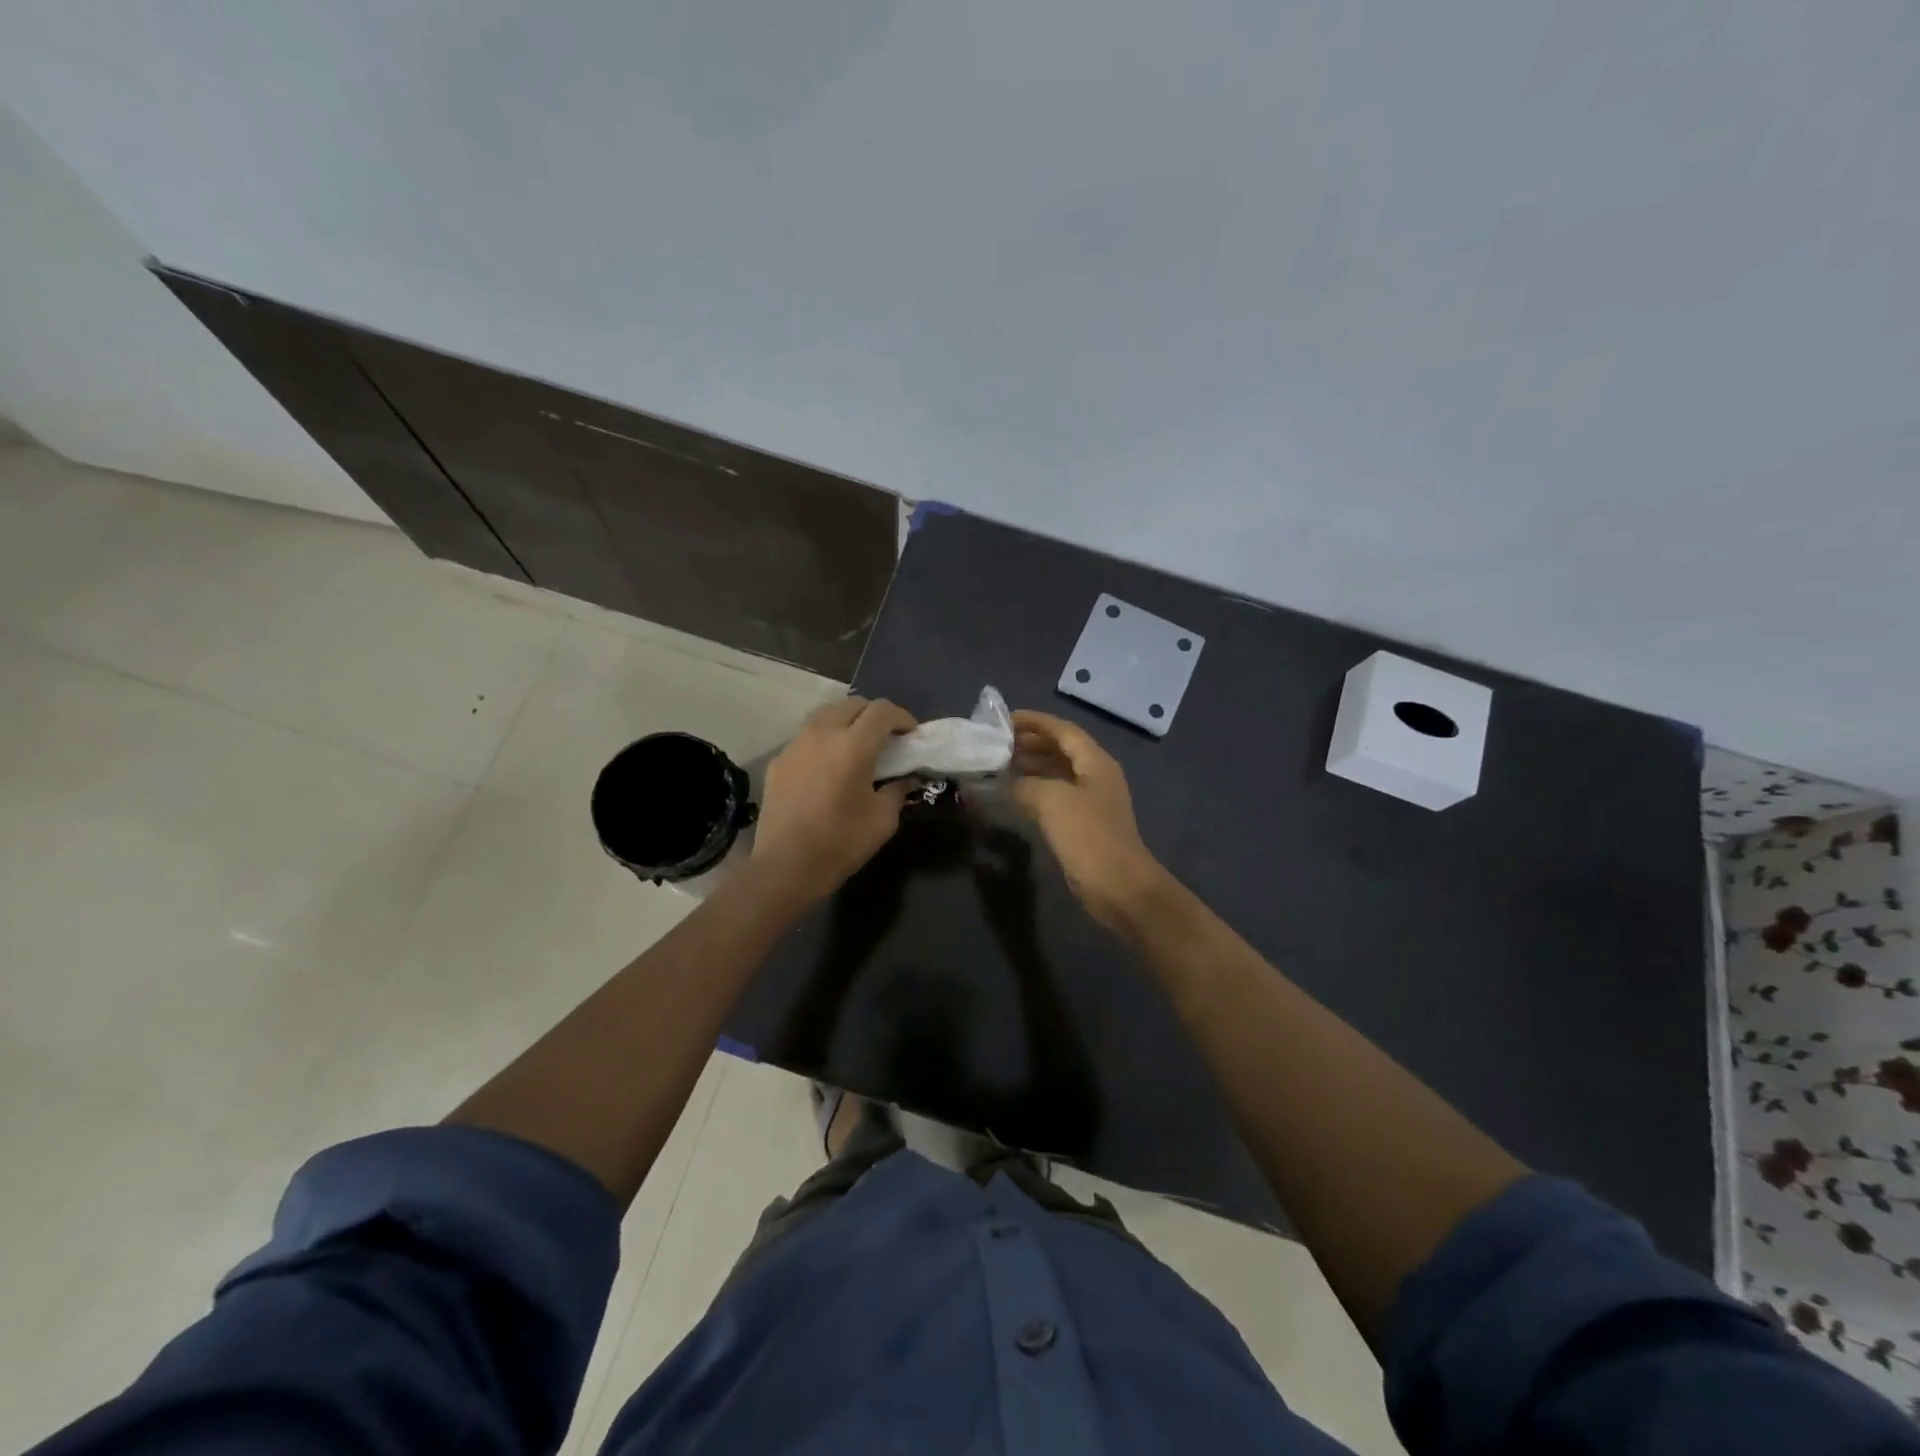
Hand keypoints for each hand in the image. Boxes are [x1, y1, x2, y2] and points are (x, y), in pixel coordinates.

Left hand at [752, 697, 916, 906]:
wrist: (785, 867)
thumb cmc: (840, 843)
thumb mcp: (883, 820)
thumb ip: (897, 791)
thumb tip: (905, 779)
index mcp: (853, 745)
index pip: (882, 711)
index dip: (902, 717)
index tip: (911, 735)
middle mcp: (822, 734)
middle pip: (852, 705)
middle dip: (874, 715)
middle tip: (886, 738)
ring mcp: (795, 745)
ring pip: (825, 715)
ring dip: (846, 721)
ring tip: (856, 745)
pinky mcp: (779, 761)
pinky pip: (806, 737)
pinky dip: (824, 740)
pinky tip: (828, 765)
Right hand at [1010, 710, 1168, 933]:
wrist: (1118, 887)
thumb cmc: (1088, 836)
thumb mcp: (1051, 801)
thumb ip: (1023, 784)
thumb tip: (1002, 783)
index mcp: (1095, 762)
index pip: (1062, 730)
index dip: (1034, 721)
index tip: (1004, 719)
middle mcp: (1096, 776)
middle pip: (1061, 749)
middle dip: (1030, 743)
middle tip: (997, 744)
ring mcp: (1092, 801)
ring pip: (1057, 773)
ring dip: (1031, 767)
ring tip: (1000, 766)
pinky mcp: (1084, 824)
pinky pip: (1056, 796)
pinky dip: (1035, 790)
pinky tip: (1013, 796)